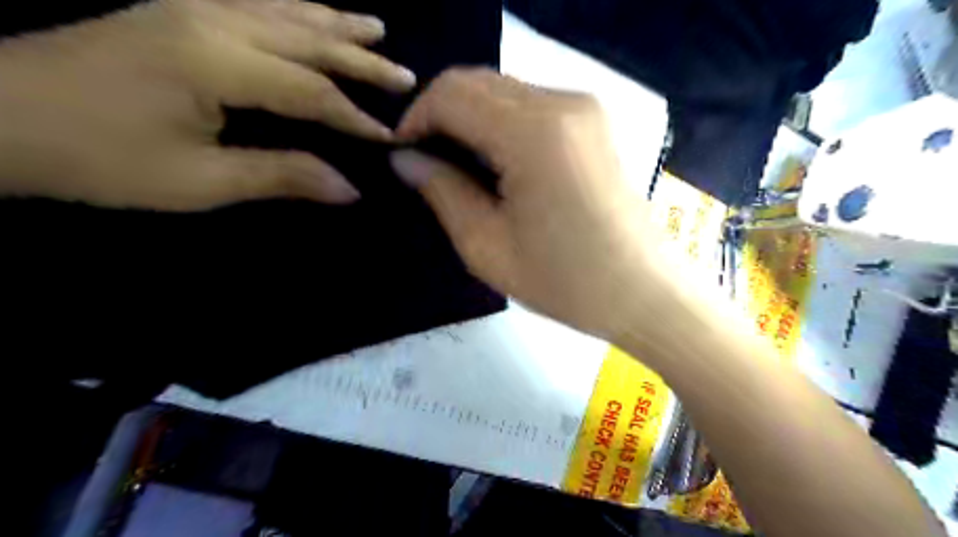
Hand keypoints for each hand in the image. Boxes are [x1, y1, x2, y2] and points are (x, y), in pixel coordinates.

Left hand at [0, 0, 414, 209]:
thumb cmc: (99, 158)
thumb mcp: (198, 181)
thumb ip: (281, 176)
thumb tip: (349, 189)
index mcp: (216, 63)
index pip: (310, 90)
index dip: (355, 117)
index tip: (390, 138)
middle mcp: (211, 21)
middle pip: (307, 39)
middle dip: (361, 59)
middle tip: (405, 73)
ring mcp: (192, 8)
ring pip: (284, 11)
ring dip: (335, 23)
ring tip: (375, 28)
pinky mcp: (178, 12)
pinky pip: (256, 5)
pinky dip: (296, 10)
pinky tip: (311, 15)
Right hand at [388, 69, 670, 341]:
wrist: (641, 290)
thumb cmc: (564, 281)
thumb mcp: (486, 246)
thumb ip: (442, 191)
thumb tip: (405, 158)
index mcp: (533, 134)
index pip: (452, 95)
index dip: (415, 119)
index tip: (402, 154)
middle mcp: (562, 103)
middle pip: (476, 82)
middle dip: (440, 115)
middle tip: (427, 162)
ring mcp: (584, 107)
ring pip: (502, 89)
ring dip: (469, 118)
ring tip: (460, 167)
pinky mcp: (593, 120)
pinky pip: (530, 104)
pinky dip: (500, 122)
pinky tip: (497, 162)